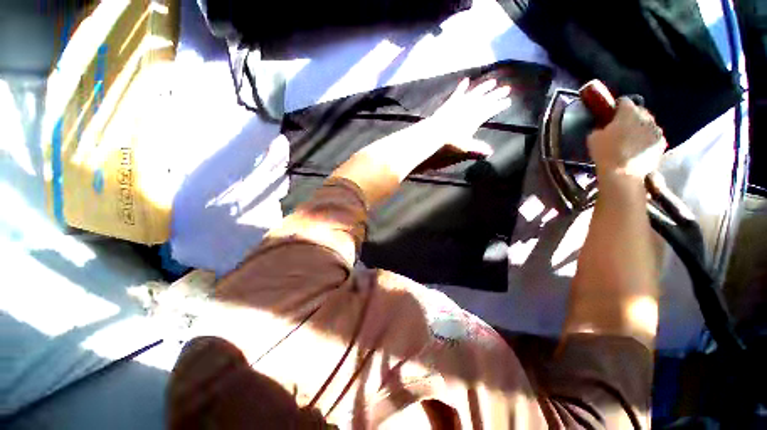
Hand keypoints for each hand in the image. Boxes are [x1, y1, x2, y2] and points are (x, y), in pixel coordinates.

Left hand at [424, 78, 510, 158]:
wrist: (437, 130)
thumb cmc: (452, 139)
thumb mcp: (466, 144)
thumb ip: (479, 147)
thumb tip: (490, 153)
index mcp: (478, 116)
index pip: (493, 108)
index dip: (501, 105)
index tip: (508, 101)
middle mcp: (472, 106)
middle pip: (488, 98)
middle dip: (498, 93)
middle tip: (507, 88)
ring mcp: (462, 101)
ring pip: (476, 91)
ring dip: (485, 86)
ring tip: (493, 82)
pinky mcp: (453, 100)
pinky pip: (459, 91)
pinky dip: (462, 86)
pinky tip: (466, 80)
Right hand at [586, 97, 666, 180]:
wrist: (623, 173)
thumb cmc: (605, 152)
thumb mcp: (593, 138)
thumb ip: (601, 128)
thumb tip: (604, 127)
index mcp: (628, 112)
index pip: (623, 101)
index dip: (616, 107)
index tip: (610, 115)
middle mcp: (646, 117)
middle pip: (639, 111)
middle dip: (631, 117)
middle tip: (621, 128)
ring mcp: (657, 130)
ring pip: (648, 124)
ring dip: (641, 129)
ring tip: (631, 140)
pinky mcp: (661, 143)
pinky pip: (653, 137)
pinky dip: (647, 141)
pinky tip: (638, 149)